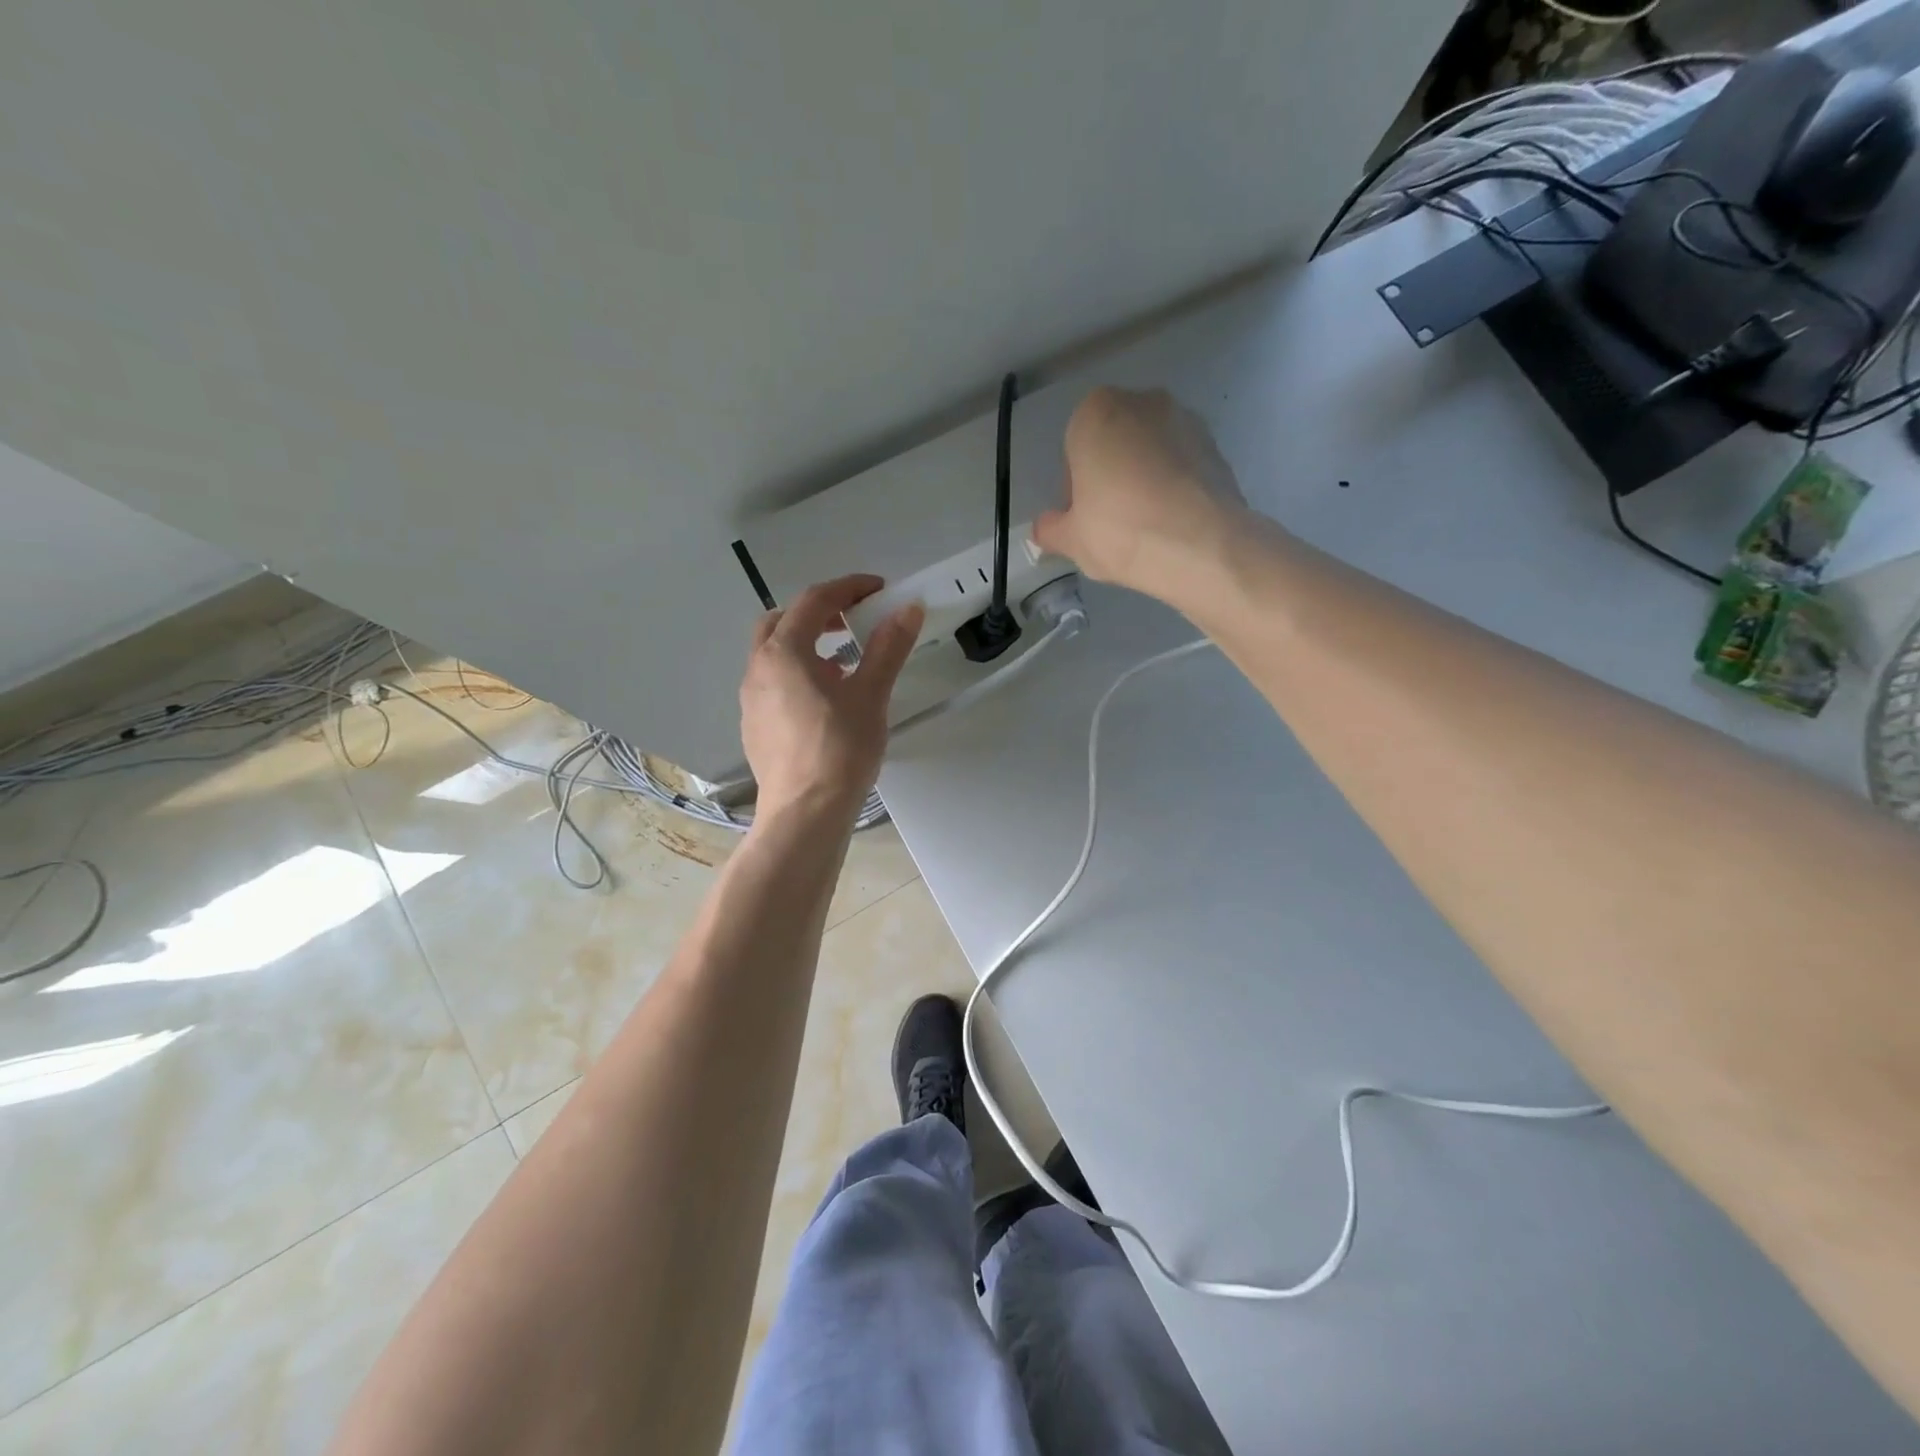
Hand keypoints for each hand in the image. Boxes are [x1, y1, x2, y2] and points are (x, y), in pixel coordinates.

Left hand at [740, 575, 923, 819]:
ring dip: (806, 646)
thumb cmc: (839, 750)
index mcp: (784, 653)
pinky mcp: (753, 727)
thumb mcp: (871, 695)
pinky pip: (772, 685)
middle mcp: (758, 669)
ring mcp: (750, 700)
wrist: (805, 813)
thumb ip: (888, 648)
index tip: (878, 590)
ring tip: (843, 666)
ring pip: (774, 655)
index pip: (814, 601)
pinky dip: (797, 675)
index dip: (848, 589)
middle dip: (817, 614)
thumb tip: (908, 609)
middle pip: (782, 622)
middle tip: (851, 623)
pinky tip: (824, 704)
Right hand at [1033, 387, 1244, 597]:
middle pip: (1114, 443)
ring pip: (1150, 452)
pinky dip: (1173, 486)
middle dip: (1110, 475)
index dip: (1075, 486)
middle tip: (1111, 521)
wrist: (1200, 546)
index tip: (1083, 516)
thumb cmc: (1120, 531)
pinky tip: (1171, 523)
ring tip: (1144, 526)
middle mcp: (1142, 402)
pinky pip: (1181, 466)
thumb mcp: (1071, 539)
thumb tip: (1045, 528)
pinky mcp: (1216, 445)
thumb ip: (1051, 528)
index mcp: (1095, 412)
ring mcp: (1185, 419)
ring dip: (1143, 479)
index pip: (1074, 447)